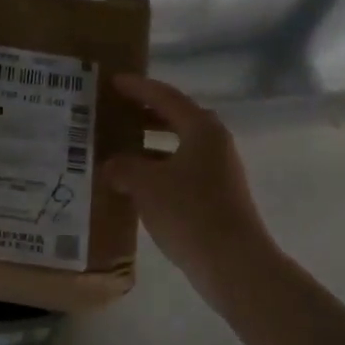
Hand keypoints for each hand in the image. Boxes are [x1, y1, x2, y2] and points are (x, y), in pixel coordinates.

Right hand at [106, 75, 273, 283]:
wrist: (233, 263)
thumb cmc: (189, 212)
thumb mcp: (146, 185)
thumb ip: (123, 167)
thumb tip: (111, 164)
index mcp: (202, 129)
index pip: (165, 97)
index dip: (138, 88)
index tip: (113, 81)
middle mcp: (214, 143)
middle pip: (176, 118)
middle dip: (145, 113)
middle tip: (115, 109)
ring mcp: (218, 170)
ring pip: (178, 146)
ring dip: (149, 144)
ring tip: (118, 145)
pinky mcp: (216, 195)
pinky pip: (181, 170)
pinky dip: (157, 168)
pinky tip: (134, 182)